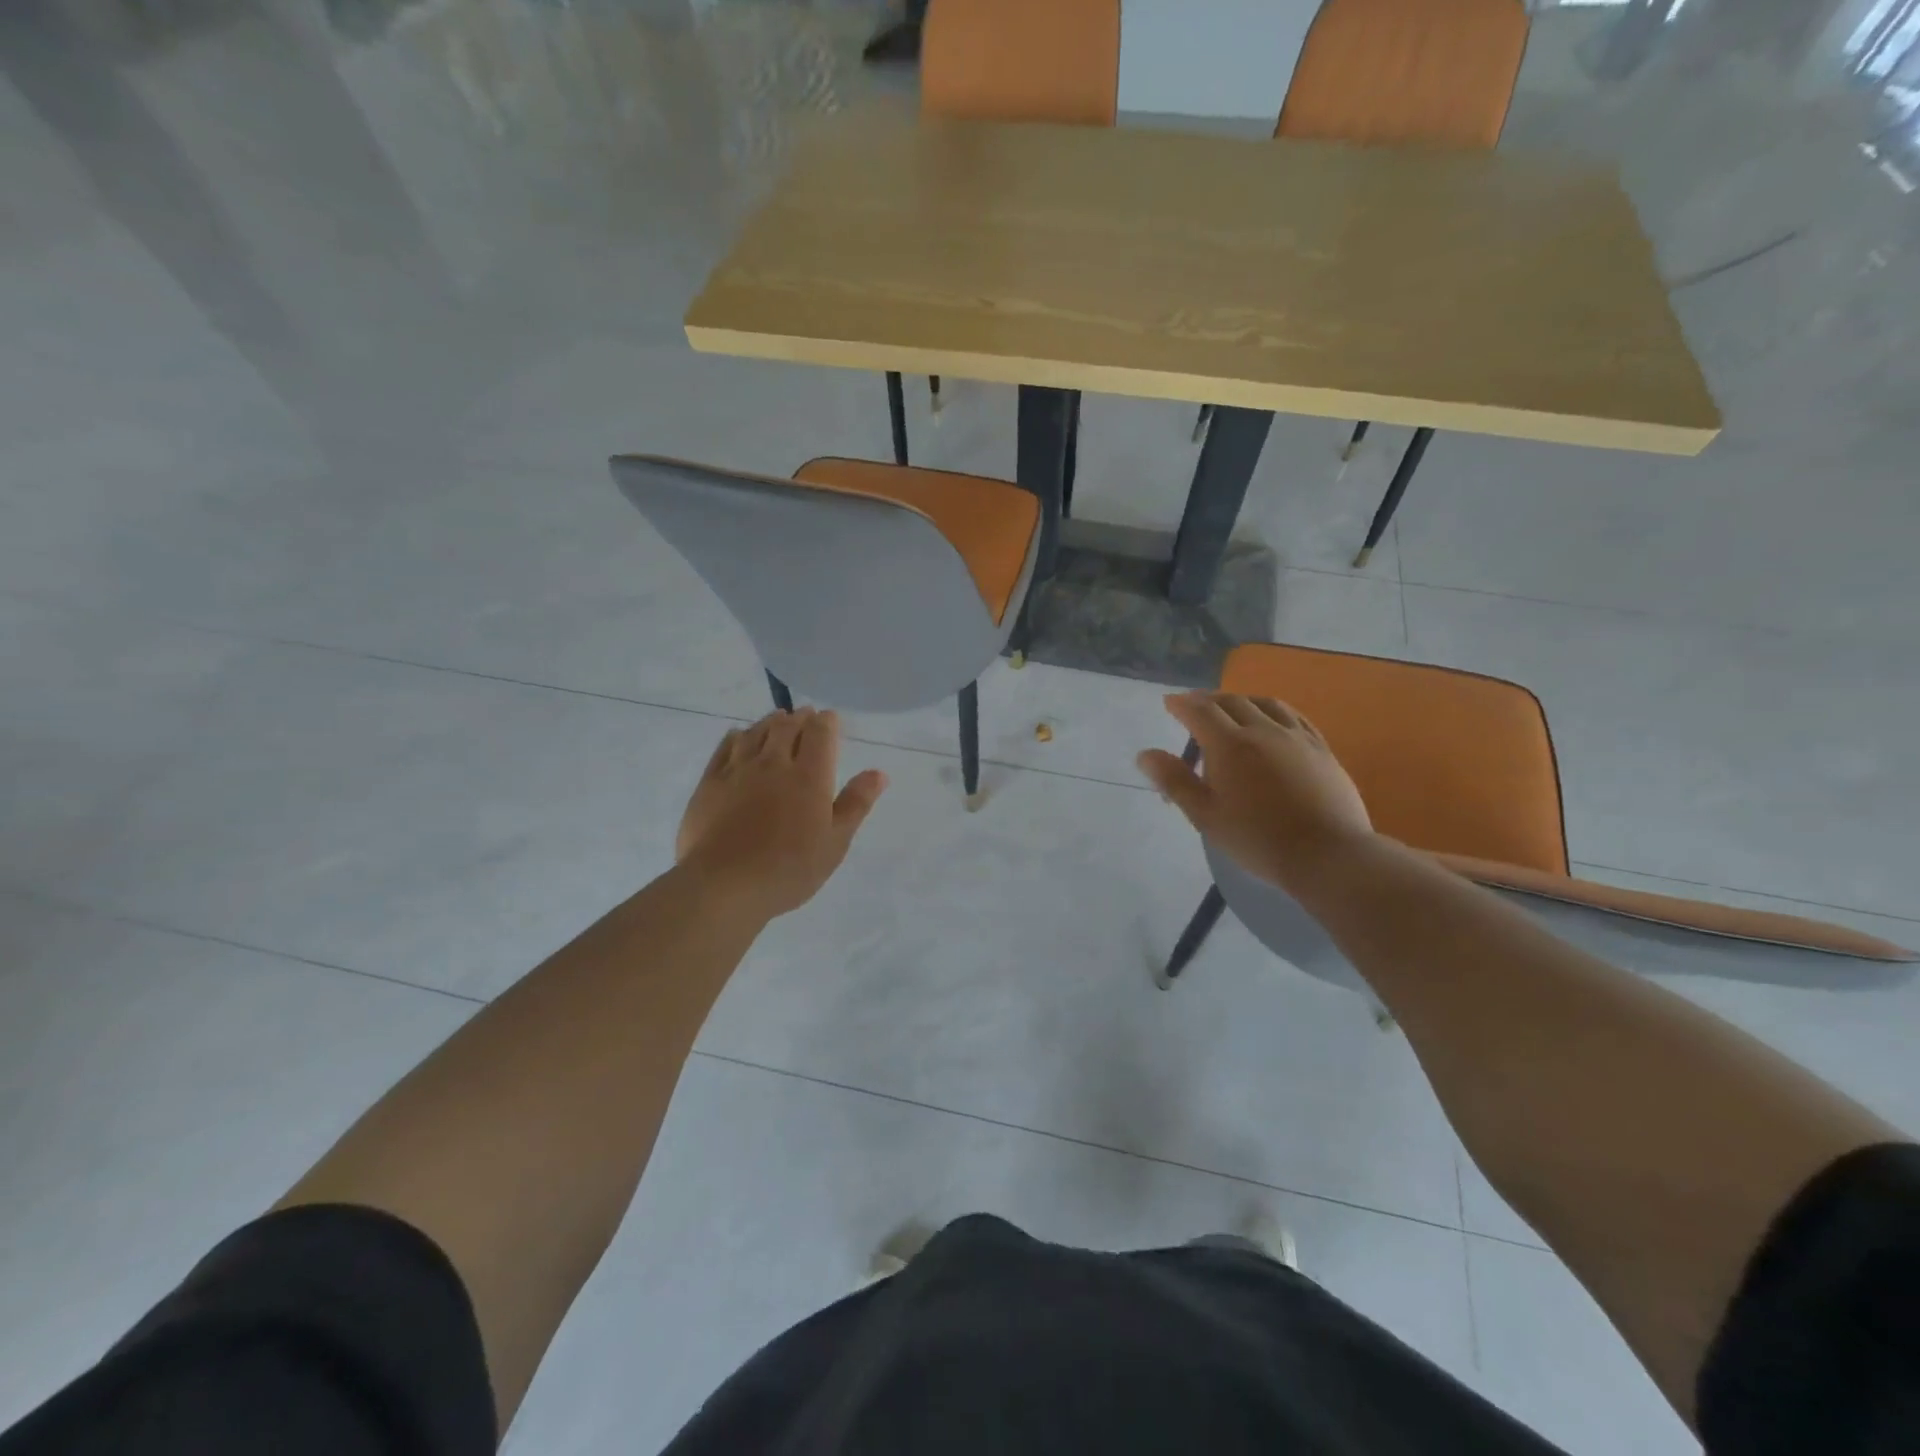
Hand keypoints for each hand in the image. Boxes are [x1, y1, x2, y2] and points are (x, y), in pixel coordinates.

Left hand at [676, 709, 887, 920]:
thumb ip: (856, 804)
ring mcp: (738, 770)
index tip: (831, 720)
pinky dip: (738, 736)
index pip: (820, 733)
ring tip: (778, 720)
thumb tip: (879, 773)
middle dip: (800, 718)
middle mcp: (774, 763)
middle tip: (806, 716)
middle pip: (787, 726)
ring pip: (756, 732)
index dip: (827, 721)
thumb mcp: (835, 842)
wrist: (724, 885)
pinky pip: (725, 747)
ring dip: (770, 722)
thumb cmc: (789, 869)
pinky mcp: (710, 782)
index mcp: (809, 776)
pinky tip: (740, 737)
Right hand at [1136, 693, 1372, 894]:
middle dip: (1208, 700)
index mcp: (1230, 745)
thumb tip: (1146, 754)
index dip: (1181, 704)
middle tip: (1194, 706)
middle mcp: (1263, 731)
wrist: (1327, 856)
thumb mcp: (1205, 816)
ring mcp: (1297, 738)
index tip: (1169, 702)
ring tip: (1232, 708)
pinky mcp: (1322, 749)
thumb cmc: (1257, 840)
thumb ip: (1175, 781)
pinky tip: (1274, 720)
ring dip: (1242, 700)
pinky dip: (1274, 710)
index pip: (1200, 712)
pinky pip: (1295, 717)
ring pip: (1266, 704)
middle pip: (1232, 702)